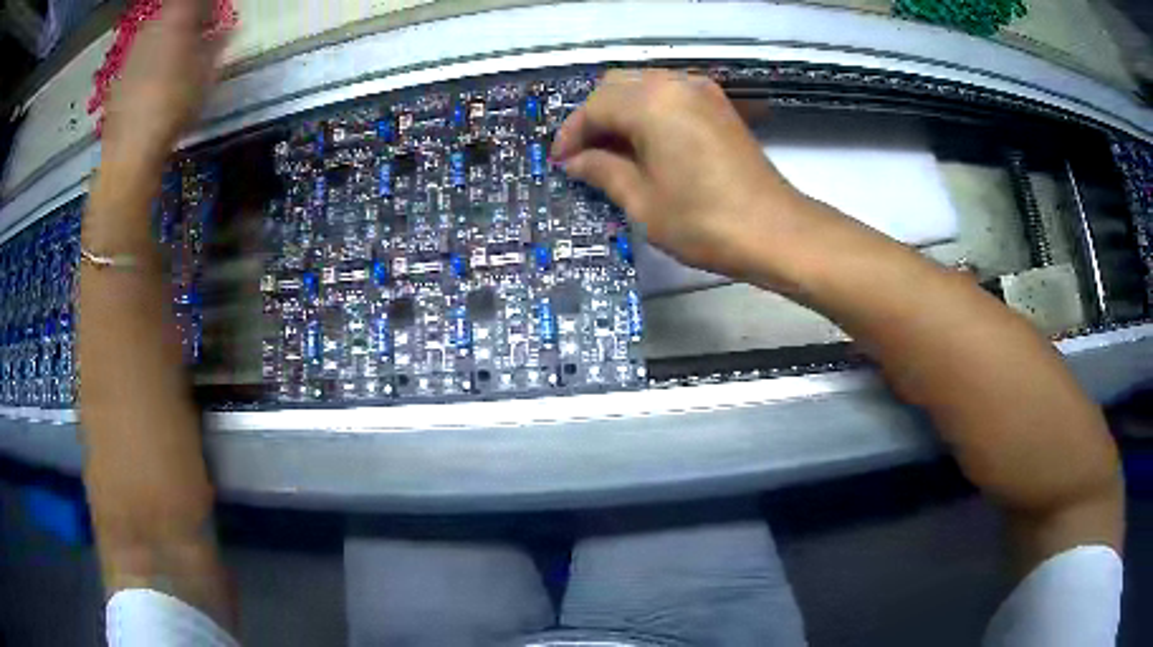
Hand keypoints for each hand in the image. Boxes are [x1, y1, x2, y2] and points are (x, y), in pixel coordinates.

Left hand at [103, 0, 226, 163]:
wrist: (129, 153)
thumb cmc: (173, 107)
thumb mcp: (206, 75)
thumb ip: (217, 46)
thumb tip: (226, 30)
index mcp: (176, 18)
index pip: (194, 0)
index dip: (207, 5)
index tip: (215, 16)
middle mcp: (152, 27)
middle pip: (173, 11)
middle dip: (187, 19)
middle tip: (201, 34)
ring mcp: (132, 52)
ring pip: (156, 32)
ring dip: (169, 38)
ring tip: (179, 58)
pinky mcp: (119, 77)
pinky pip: (141, 57)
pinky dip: (151, 60)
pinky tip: (156, 81)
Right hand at [552, 69, 804, 278]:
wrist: (776, 231)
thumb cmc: (704, 222)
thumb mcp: (642, 201)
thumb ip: (602, 171)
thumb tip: (575, 161)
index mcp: (652, 103)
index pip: (596, 106)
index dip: (572, 134)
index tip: (559, 161)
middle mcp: (675, 84)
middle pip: (617, 86)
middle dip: (593, 118)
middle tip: (582, 155)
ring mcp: (702, 91)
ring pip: (644, 87)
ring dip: (620, 112)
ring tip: (610, 151)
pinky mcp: (718, 105)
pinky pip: (669, 95)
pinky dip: (648, 112)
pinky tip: (644, 144)